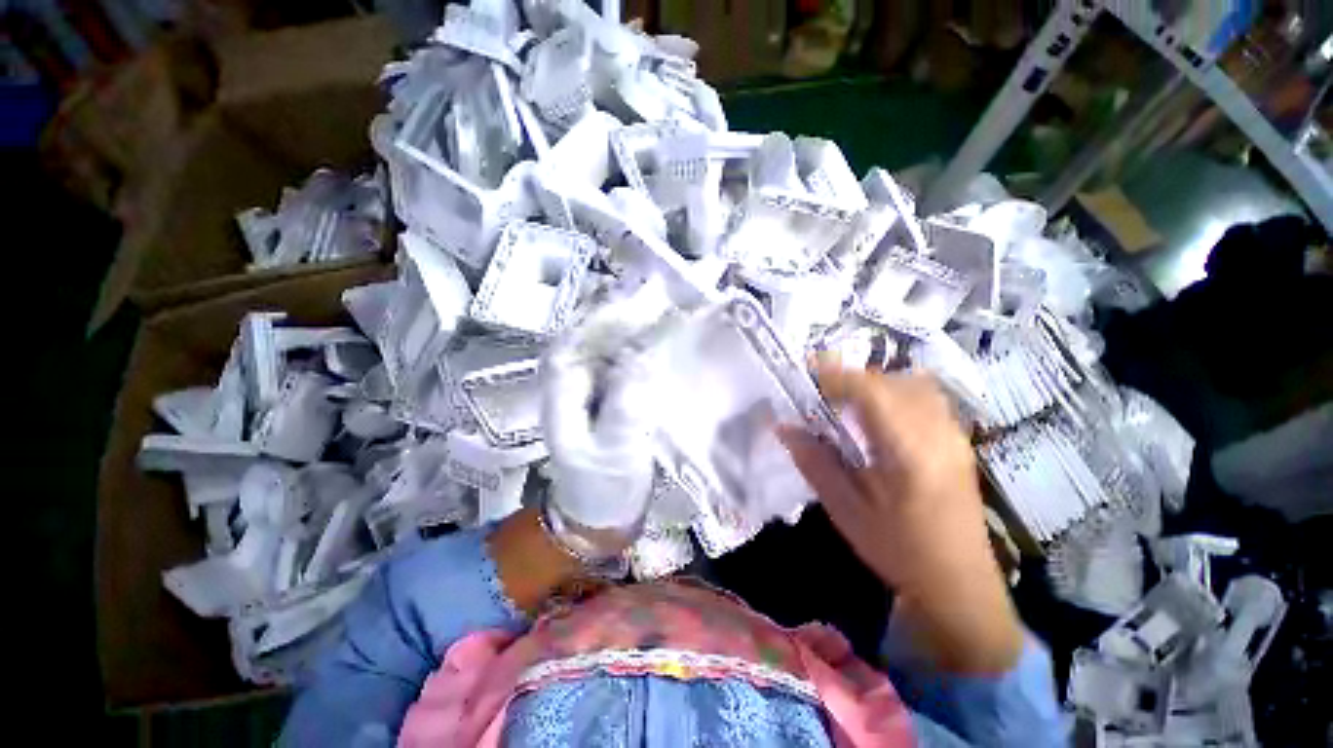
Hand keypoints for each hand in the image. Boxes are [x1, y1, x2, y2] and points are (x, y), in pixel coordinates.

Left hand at [540, 285, 666, 557]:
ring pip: (609, 342)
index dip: (603, 319)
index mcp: (561, 392)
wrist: (602, 508)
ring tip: (664, 299)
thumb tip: (640, 356)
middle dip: (623, 311)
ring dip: (634, 321)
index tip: (637, 301)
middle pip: (593, 335)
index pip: (576, 342)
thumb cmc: (603, 483)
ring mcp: (592, 382)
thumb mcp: (613, 449)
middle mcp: (572, 379)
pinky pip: (625, 356)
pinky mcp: (610, 388)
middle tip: (658, 289)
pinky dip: (643, 341)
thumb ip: (624, 404)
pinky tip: (663, 330)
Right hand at [779, 361, 1022, 674]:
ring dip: (874, 383)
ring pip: (911, 384)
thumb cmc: (899, 550)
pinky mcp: (958, 440)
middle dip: (850, 378)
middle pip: (891, 381)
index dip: (835, 375)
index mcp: (909, 451)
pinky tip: (878, 415)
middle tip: (819, 392)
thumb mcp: (846, 510)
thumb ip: (814, 462)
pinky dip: (895, 392)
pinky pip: (925, 397)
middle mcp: (937, 433)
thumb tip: (784, 427)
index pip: (871, 391)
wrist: (960, 584)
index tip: (805, 373)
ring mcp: (954, 434)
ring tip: (846, 400)